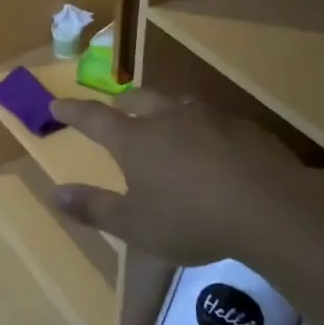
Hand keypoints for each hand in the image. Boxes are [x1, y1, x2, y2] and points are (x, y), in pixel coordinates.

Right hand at [49, 92, 323, 267]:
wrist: (270, 207)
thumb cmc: (192, 220)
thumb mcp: (135, 225)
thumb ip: (94, 208)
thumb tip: (54, 194)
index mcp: (136, 140)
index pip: (94, 118)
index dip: (73, 111)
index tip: (56, 104)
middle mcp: (167, 118)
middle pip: (138, 99)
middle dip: (122, 102)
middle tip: (116, 107)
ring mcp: (208, 118)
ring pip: (177, 104)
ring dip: (164, 109)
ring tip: (166, 122)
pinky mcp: (243, 127)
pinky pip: (213, 119)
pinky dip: (202, 127)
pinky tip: (214, 146)